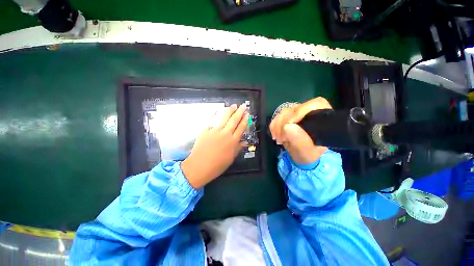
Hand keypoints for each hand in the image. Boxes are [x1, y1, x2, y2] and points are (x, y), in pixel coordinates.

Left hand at [181, 104, 248, 188]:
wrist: (200, 166)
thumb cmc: (217, 165)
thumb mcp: (230, 159)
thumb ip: (238, 148)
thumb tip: (244, 142)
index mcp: (233, 141)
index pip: (241, 128)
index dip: (245, 120)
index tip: (247, 114)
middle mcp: (225, 134)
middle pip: (234, 120)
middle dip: (239, 112)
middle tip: (243, 105)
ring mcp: (215, 131)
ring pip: (224, 118)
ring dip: (229, 111)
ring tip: (233, 105)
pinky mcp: (205, 131)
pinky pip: (210, 120)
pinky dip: (213, 114)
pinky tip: (216, 110)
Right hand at [270, 97, 331, 164]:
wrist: (301, 156)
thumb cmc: (308, 154)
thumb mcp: (306, 152)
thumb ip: (300, 141)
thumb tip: (287, 126)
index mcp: (322, 118)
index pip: (314, 104)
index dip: (299, 112)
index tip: (288, 126)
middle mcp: (310, 112)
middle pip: (294, 109)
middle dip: (283, 123)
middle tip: (280, 139)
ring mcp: (298, 114)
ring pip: (284, 112)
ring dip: (277, 126)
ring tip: (278, 139)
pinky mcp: (288, 117)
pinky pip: (277, 117)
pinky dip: (274, 126)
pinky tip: (275, 135)